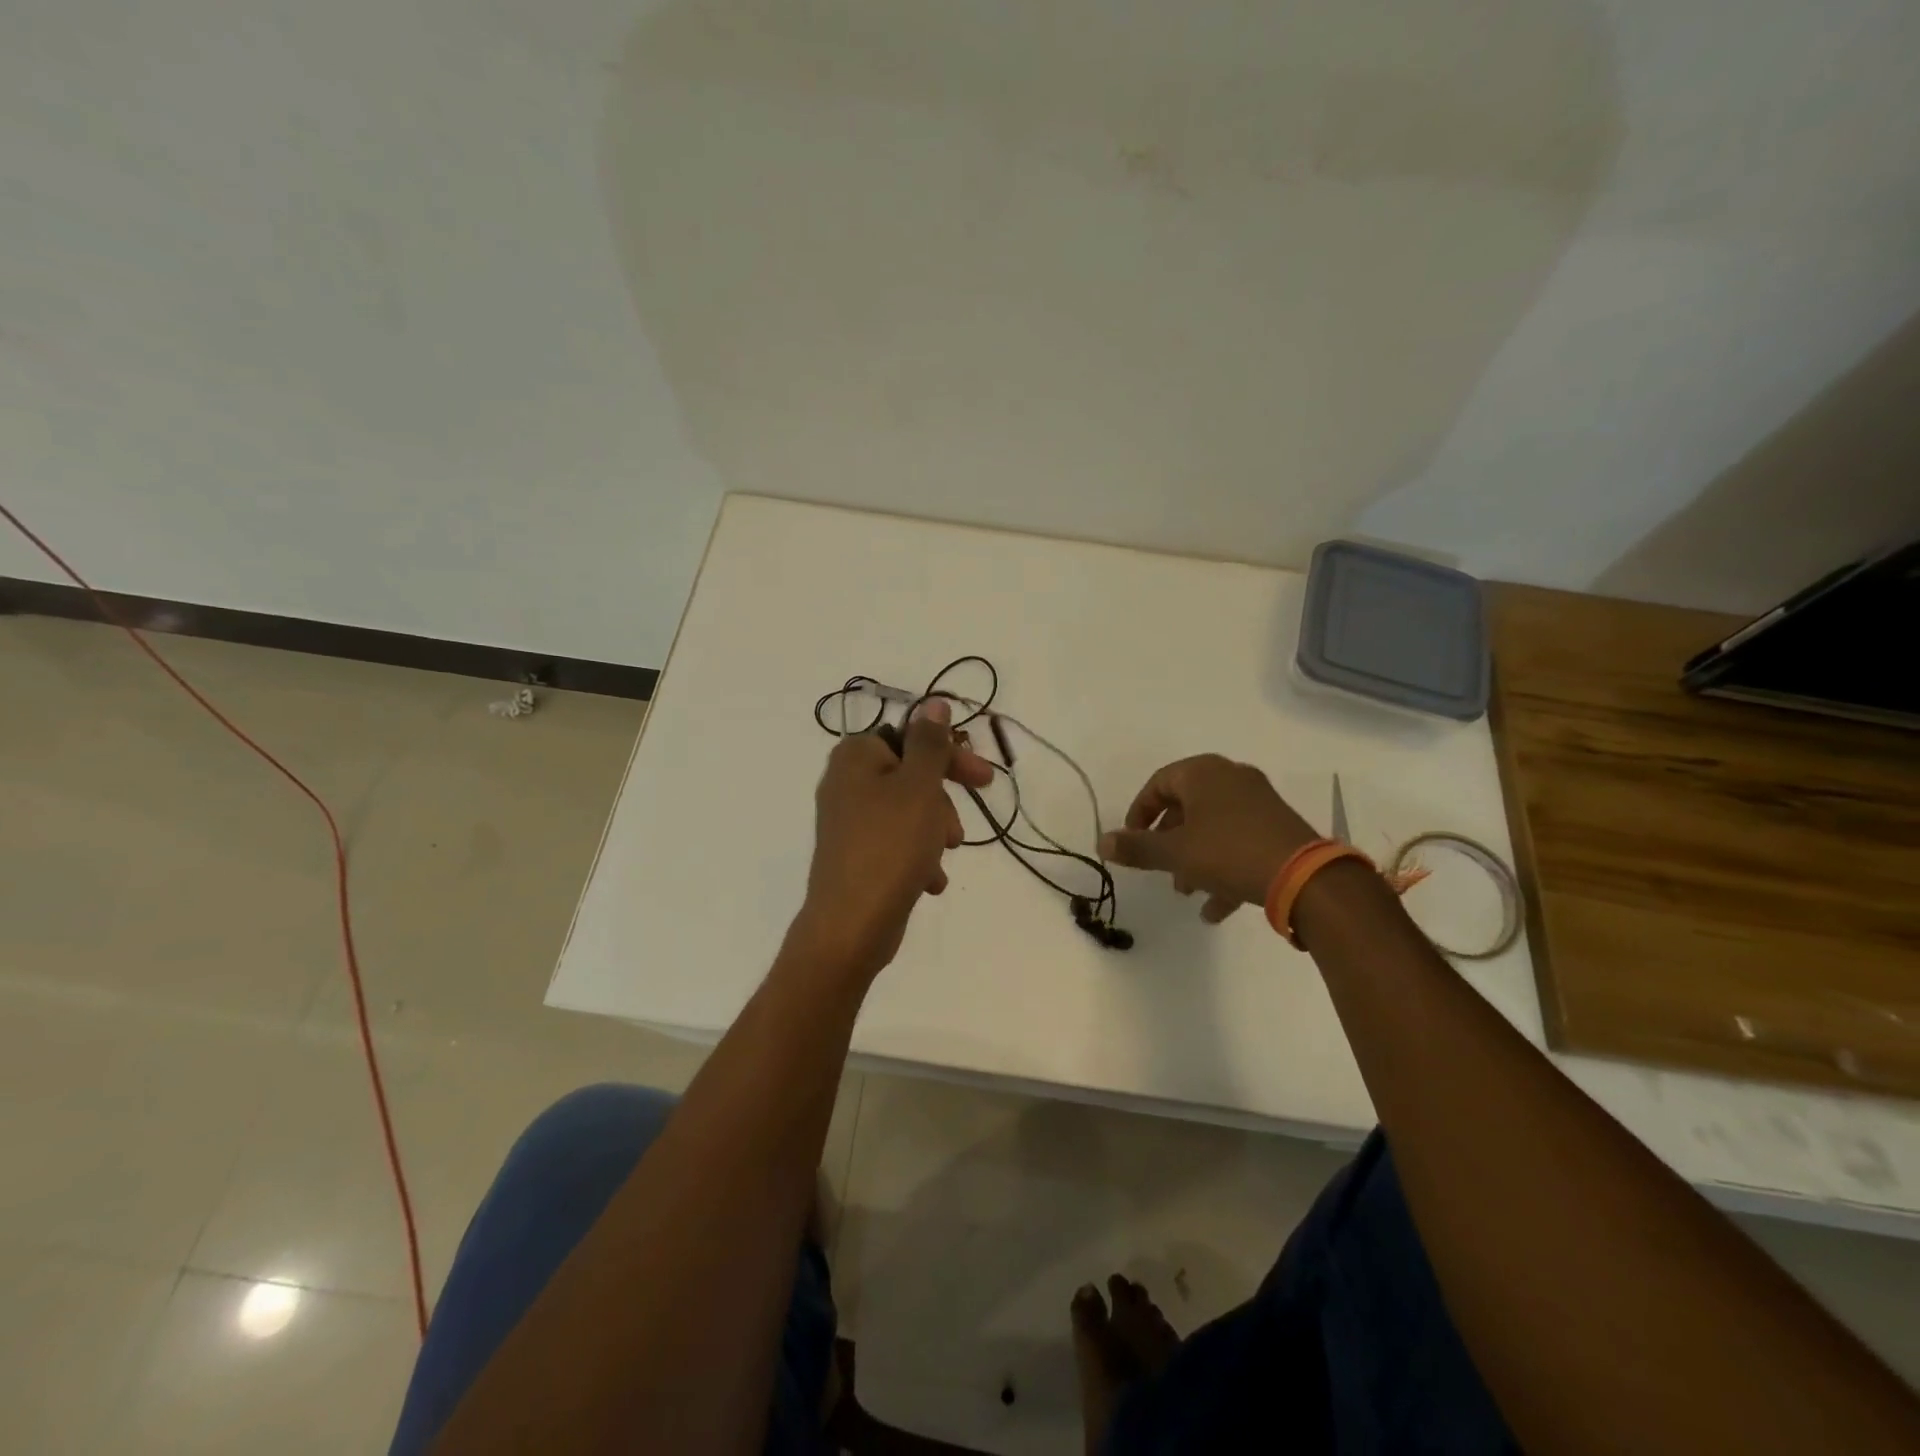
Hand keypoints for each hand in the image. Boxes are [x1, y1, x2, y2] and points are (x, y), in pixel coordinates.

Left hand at [796, 698, 993, 977]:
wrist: (850, 926)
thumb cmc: (889, 846)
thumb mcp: (918, 787)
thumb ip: (929, 743)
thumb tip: (934, 702)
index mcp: (855, 757)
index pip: (911, 738)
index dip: (950, 757)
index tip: (984, 780)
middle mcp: (845, 783)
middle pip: (911, 776)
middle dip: (942, 803)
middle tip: (962, 830)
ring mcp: (848, 822)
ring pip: (908, 812)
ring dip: (934, 832)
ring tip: (943, 858)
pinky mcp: (855, 856)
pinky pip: (896, 844)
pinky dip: (917, 857)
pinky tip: (930, 882)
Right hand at [1098, 755, 1317, 922]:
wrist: (1304, 876)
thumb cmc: (1228, 852)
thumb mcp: (1174, 852)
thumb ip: (1136, 847)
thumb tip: (1101, 842)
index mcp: (1203, 773)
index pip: (1158, 783)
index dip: (1139, 813)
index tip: (1131, 841)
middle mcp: (1231, 778)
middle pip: (1186, 805)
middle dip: (1168, 841)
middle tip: (1159, 867)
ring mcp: (1259, 802)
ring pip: (1213, 827)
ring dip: (1194, 858)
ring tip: (1186, 891)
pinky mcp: (1278, 827)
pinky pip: (1239, 842)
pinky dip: (1223, 868)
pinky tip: (1215, 909)